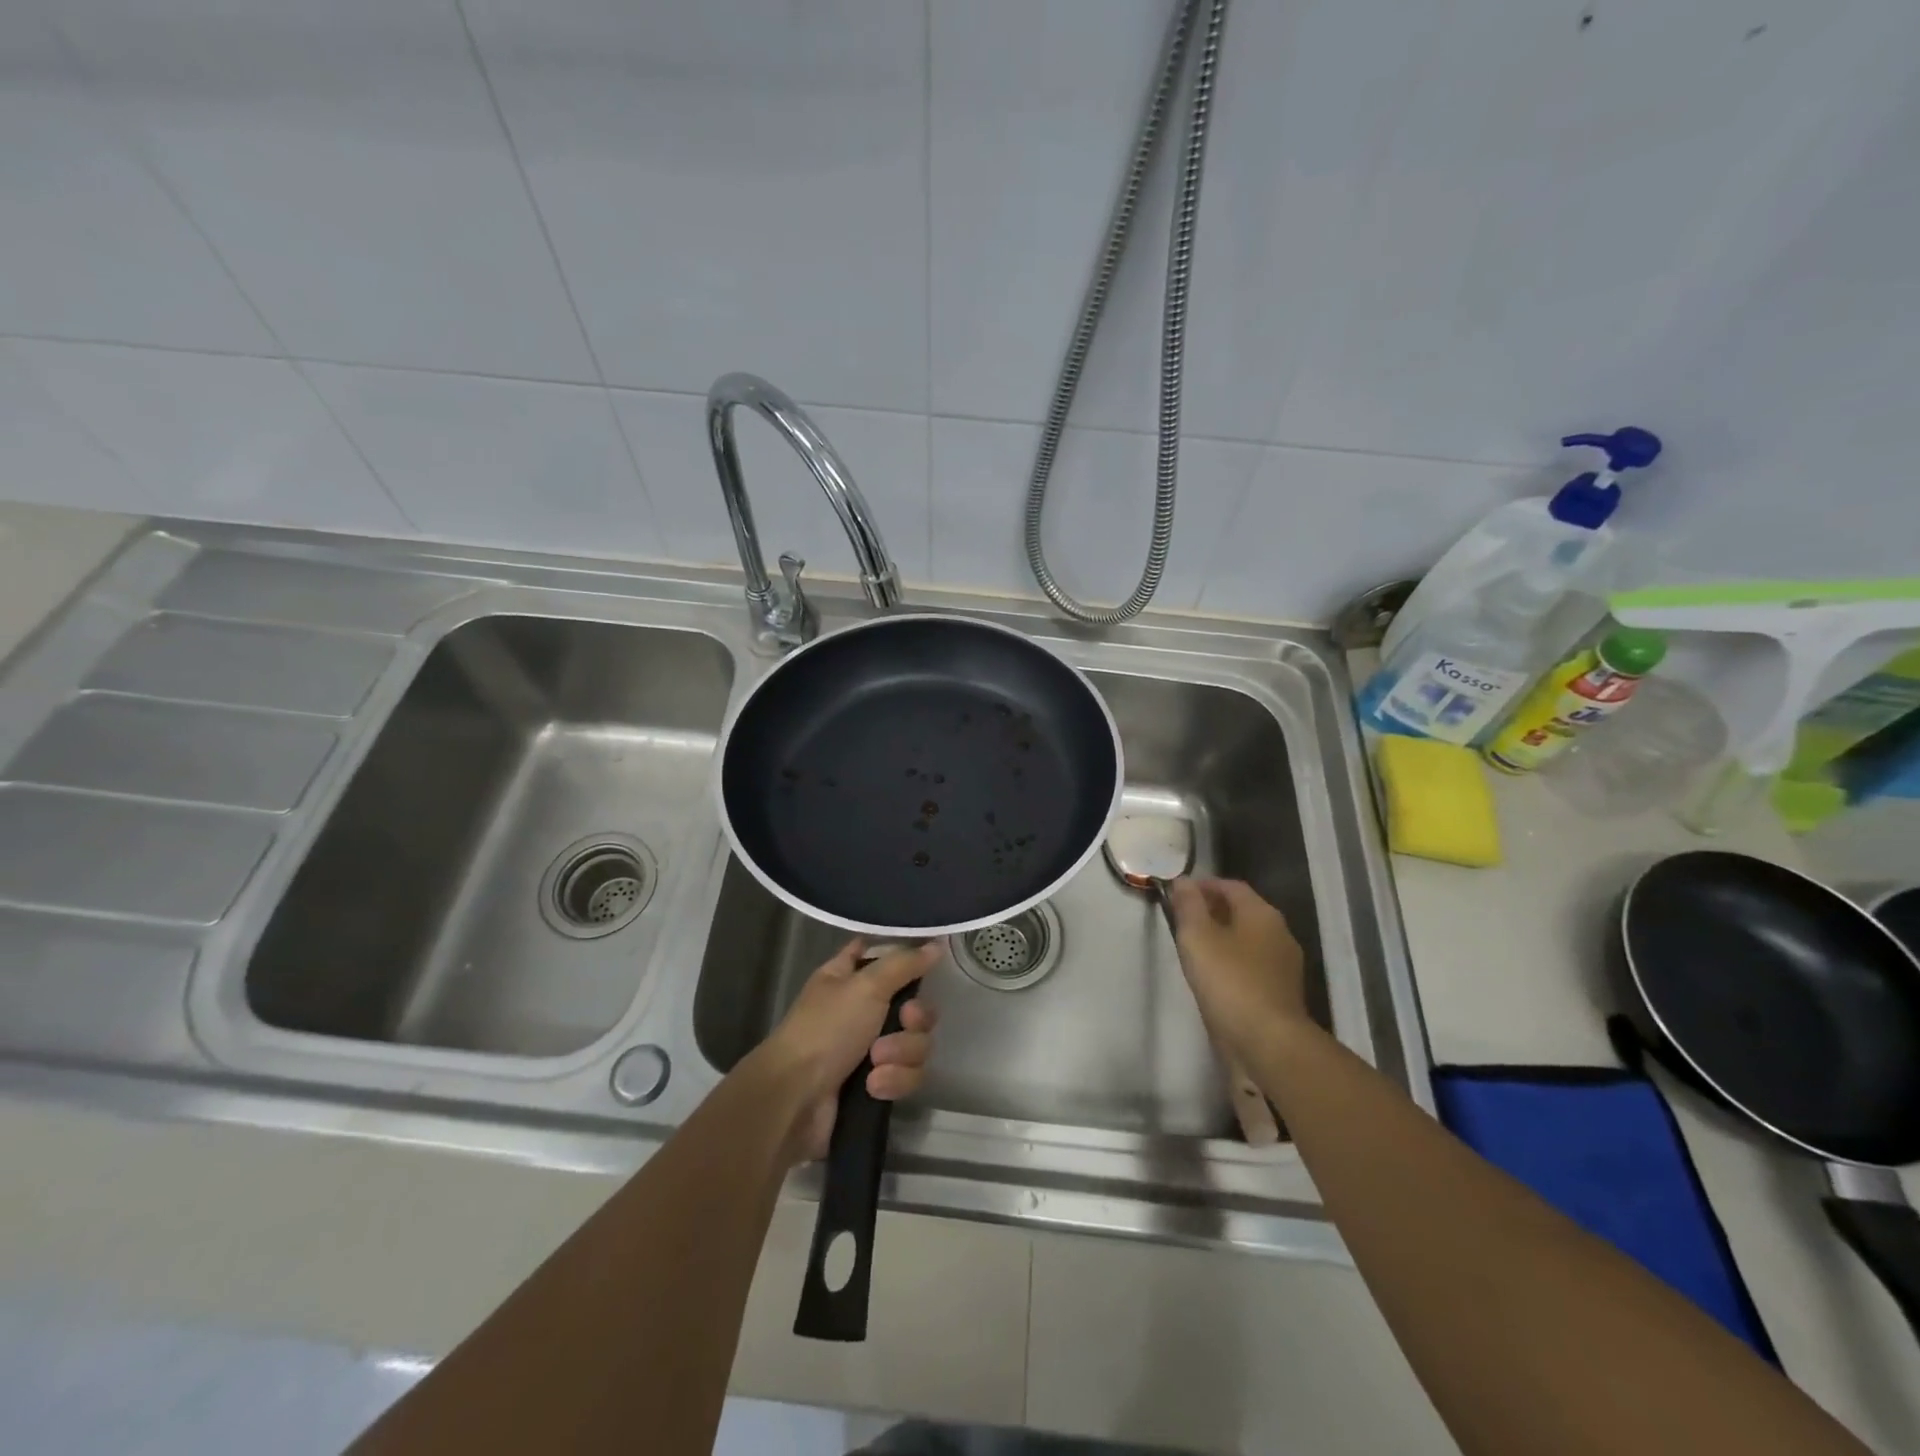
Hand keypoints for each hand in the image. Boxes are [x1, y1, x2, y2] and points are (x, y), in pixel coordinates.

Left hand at [758, 939, 941, 1163]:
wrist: (796, 1101)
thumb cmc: (825, 1030)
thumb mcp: (866, 986)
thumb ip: (905, 963)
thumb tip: (936, 944)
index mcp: (849, 975)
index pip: (882, 951)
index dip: (905, 954)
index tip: (928, 960)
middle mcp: (862, 1007)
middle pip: (914, 1003)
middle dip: (915, 1018)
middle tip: (904, 1021)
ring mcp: (870, 1048)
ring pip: (916, 1042)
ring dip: (901, 1053)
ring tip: (876, 1063)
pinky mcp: (877, 1082)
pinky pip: (907, 1074)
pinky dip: (894, 1079)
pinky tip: (873, 1086)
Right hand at [1167, 878, 1309, 1063]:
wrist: (1268, 1042)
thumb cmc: (1229, 981)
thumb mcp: (1198, 937)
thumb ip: (1188, 906)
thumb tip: (1183, 881)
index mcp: (1262, 913)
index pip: (1231, 886)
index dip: (1203, 885)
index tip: (1177, 894)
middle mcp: (1279, 932)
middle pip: (1242, 911)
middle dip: (1211, 910)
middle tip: (1181, 919)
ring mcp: (1283, 964)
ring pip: (1247, 939)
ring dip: (1221, 937)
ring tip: (1192, 948)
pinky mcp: (1281, 991)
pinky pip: (1252, 964)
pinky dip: (1231, 961)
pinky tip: (1212, 975)